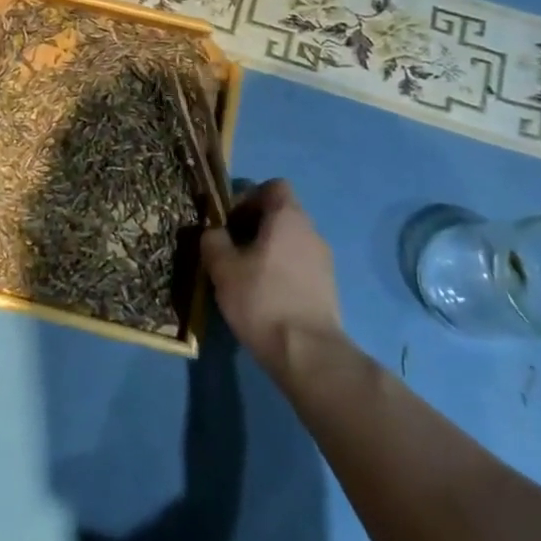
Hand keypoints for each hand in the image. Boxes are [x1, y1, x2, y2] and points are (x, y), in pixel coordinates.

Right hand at [201, 179, 342, 383]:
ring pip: (290, 242)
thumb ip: (213, 240)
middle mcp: (311, 232)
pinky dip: (281, 272)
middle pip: (281, 214)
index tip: (229, 221)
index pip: (273, 187)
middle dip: (254, 227)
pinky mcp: (327, 288)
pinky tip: (264, 297)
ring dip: (267, 251)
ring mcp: (323, 261)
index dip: (248, 197)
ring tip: (245, 277)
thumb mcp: (222, 267)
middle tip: (230, 250)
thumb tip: (214, 232)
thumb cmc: (262, 299)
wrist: (307, 353)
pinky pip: (299, 266)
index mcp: (288, 217)